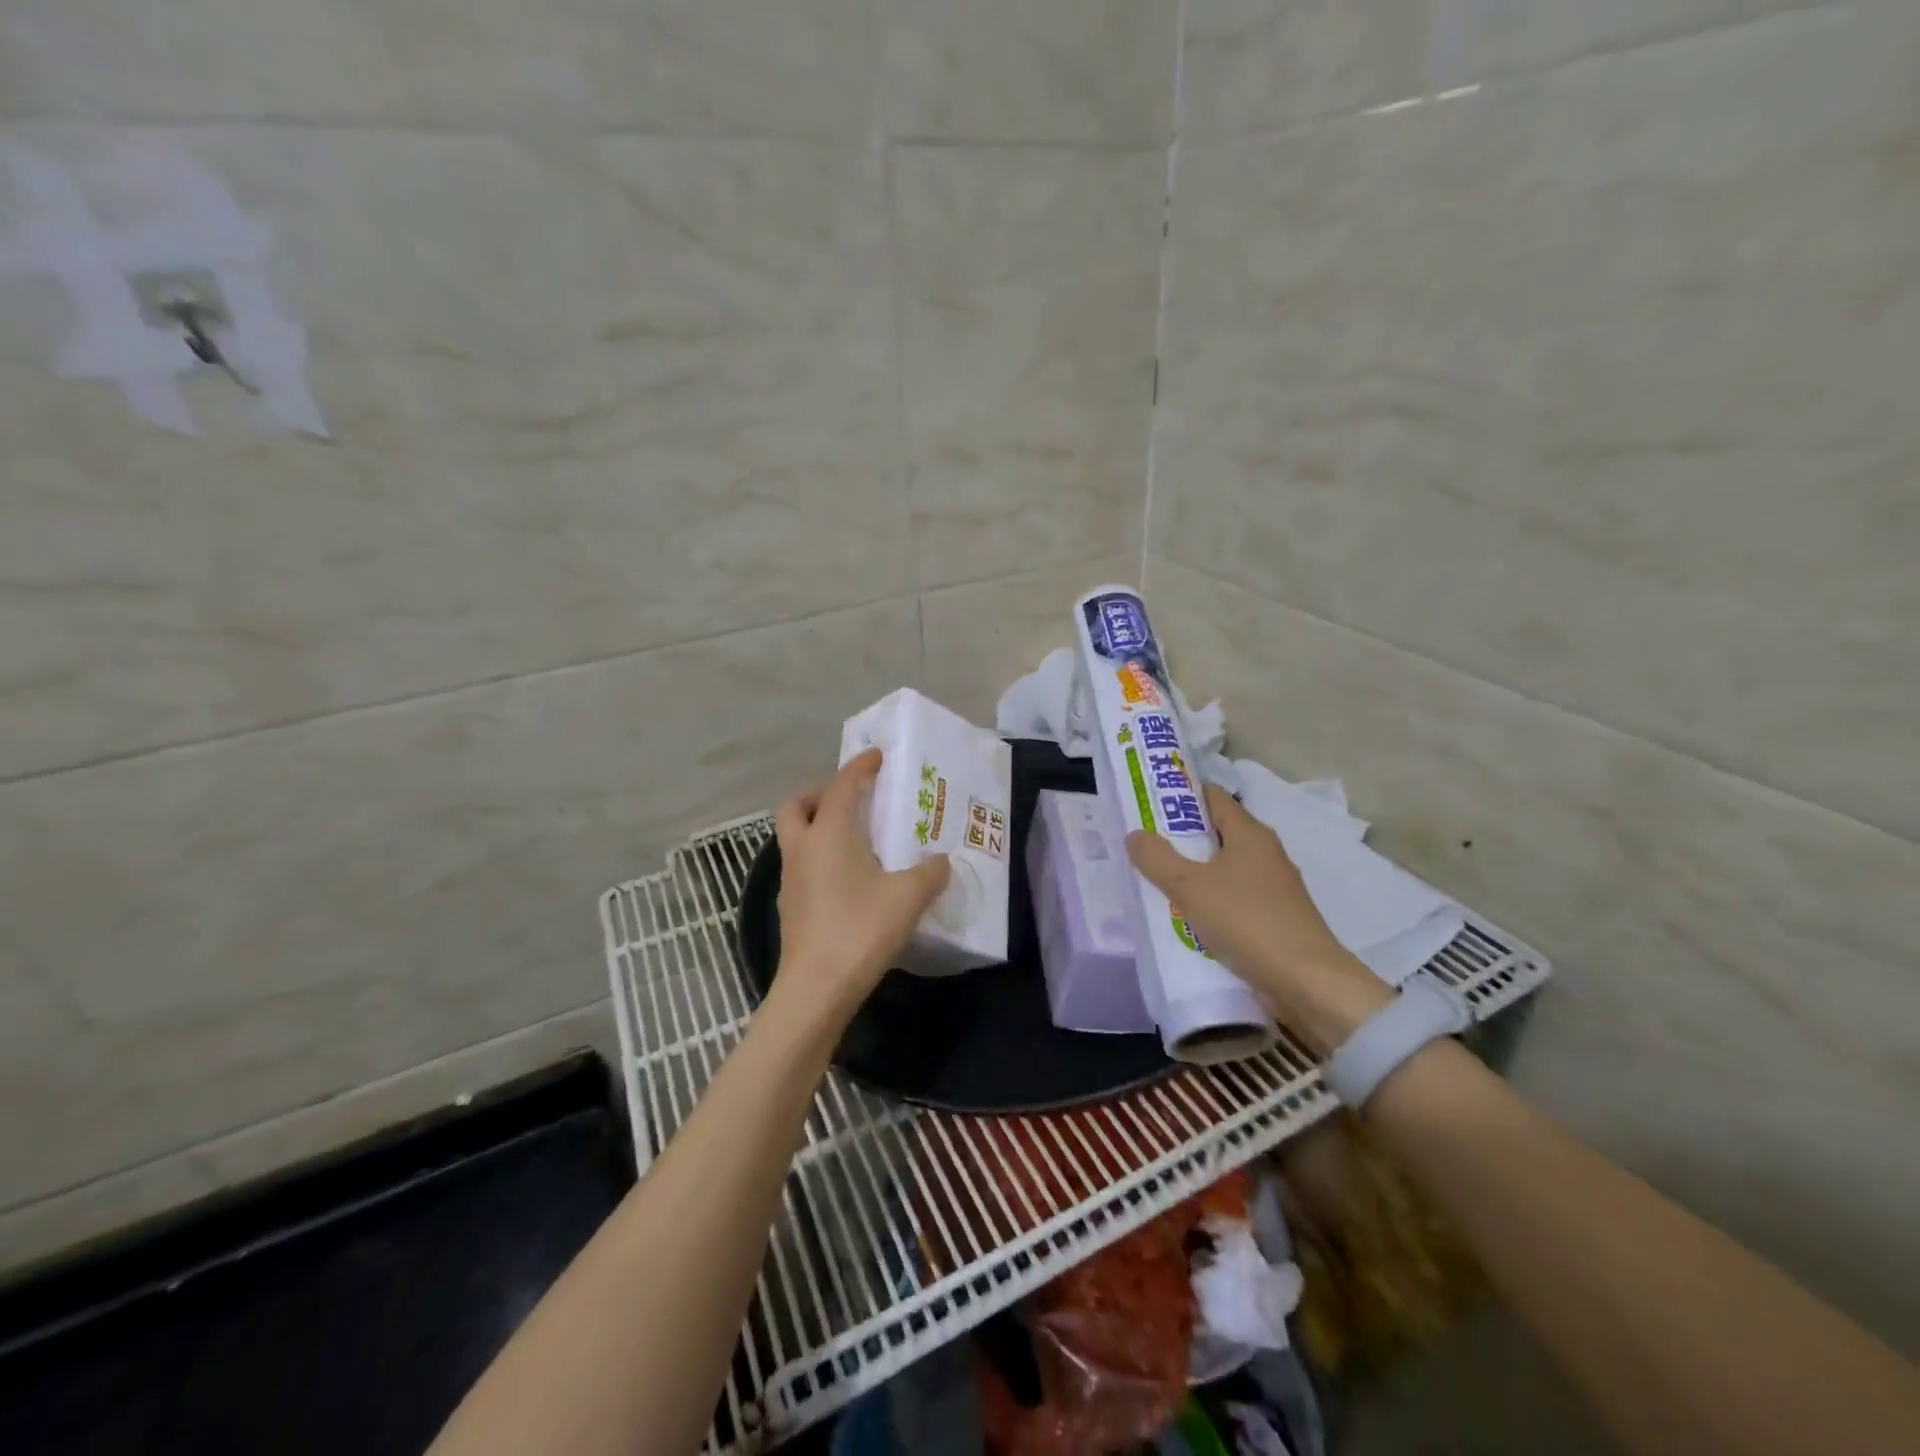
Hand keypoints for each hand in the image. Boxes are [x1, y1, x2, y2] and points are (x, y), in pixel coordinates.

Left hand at [773, 748, 950, 1026]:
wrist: (816, 988)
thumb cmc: (860, 929)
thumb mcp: (908, 897)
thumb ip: (929, 873)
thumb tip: (941, 860)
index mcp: (828, 833)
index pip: (841, 785)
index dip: (859, 767)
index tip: (877, 757)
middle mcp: (802, 848)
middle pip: (796, 805)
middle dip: (819, 793)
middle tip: (851, 800)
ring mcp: (790, 879)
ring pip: (794, 836)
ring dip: (817, 826)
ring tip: (855, 839)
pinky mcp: (790, 907)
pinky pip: (801, 865)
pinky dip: (819, 857)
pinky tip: (848, 879)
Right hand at [1126, 783, 1391, 1056]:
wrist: (1307, 982)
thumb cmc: (1246, 921)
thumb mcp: (1190, 887)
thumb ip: (1157, 859)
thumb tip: (1136, 834)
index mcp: (1249, 833)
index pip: (1211, 797)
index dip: (1179, 796)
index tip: (1147, 804)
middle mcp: (1265, 852)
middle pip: (1216, 833)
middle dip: (1181, 838)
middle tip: (1144, 846)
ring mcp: (1273, 886)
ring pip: (1223, 868)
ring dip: (1194, 873)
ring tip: (1157, 882)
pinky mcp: (1275, 916)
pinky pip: (1233, 897)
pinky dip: (1210, 900)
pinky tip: (1188, 916)